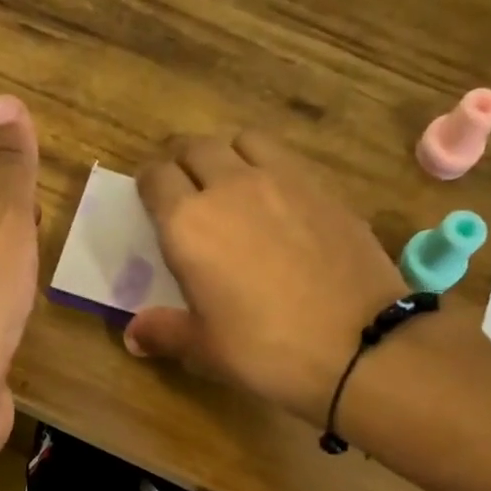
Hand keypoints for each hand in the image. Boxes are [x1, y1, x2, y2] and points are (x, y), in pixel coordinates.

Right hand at [125, 131, 407, 423]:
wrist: (357, 344)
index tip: (148, 198)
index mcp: (188, 223)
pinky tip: (275, 200)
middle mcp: (230, 186)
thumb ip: (163, 332)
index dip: (147, 184)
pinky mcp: (324, 187)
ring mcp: (283, 180)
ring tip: (228, 181)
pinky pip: (284, 158)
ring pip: (243, 140)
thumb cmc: (264, 349)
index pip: (156, 178)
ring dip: (226, 153)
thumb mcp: (203, 349)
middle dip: (181, 160)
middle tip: (181, 185)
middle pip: (196, 147)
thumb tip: (133, 335)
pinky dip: (268, 166)